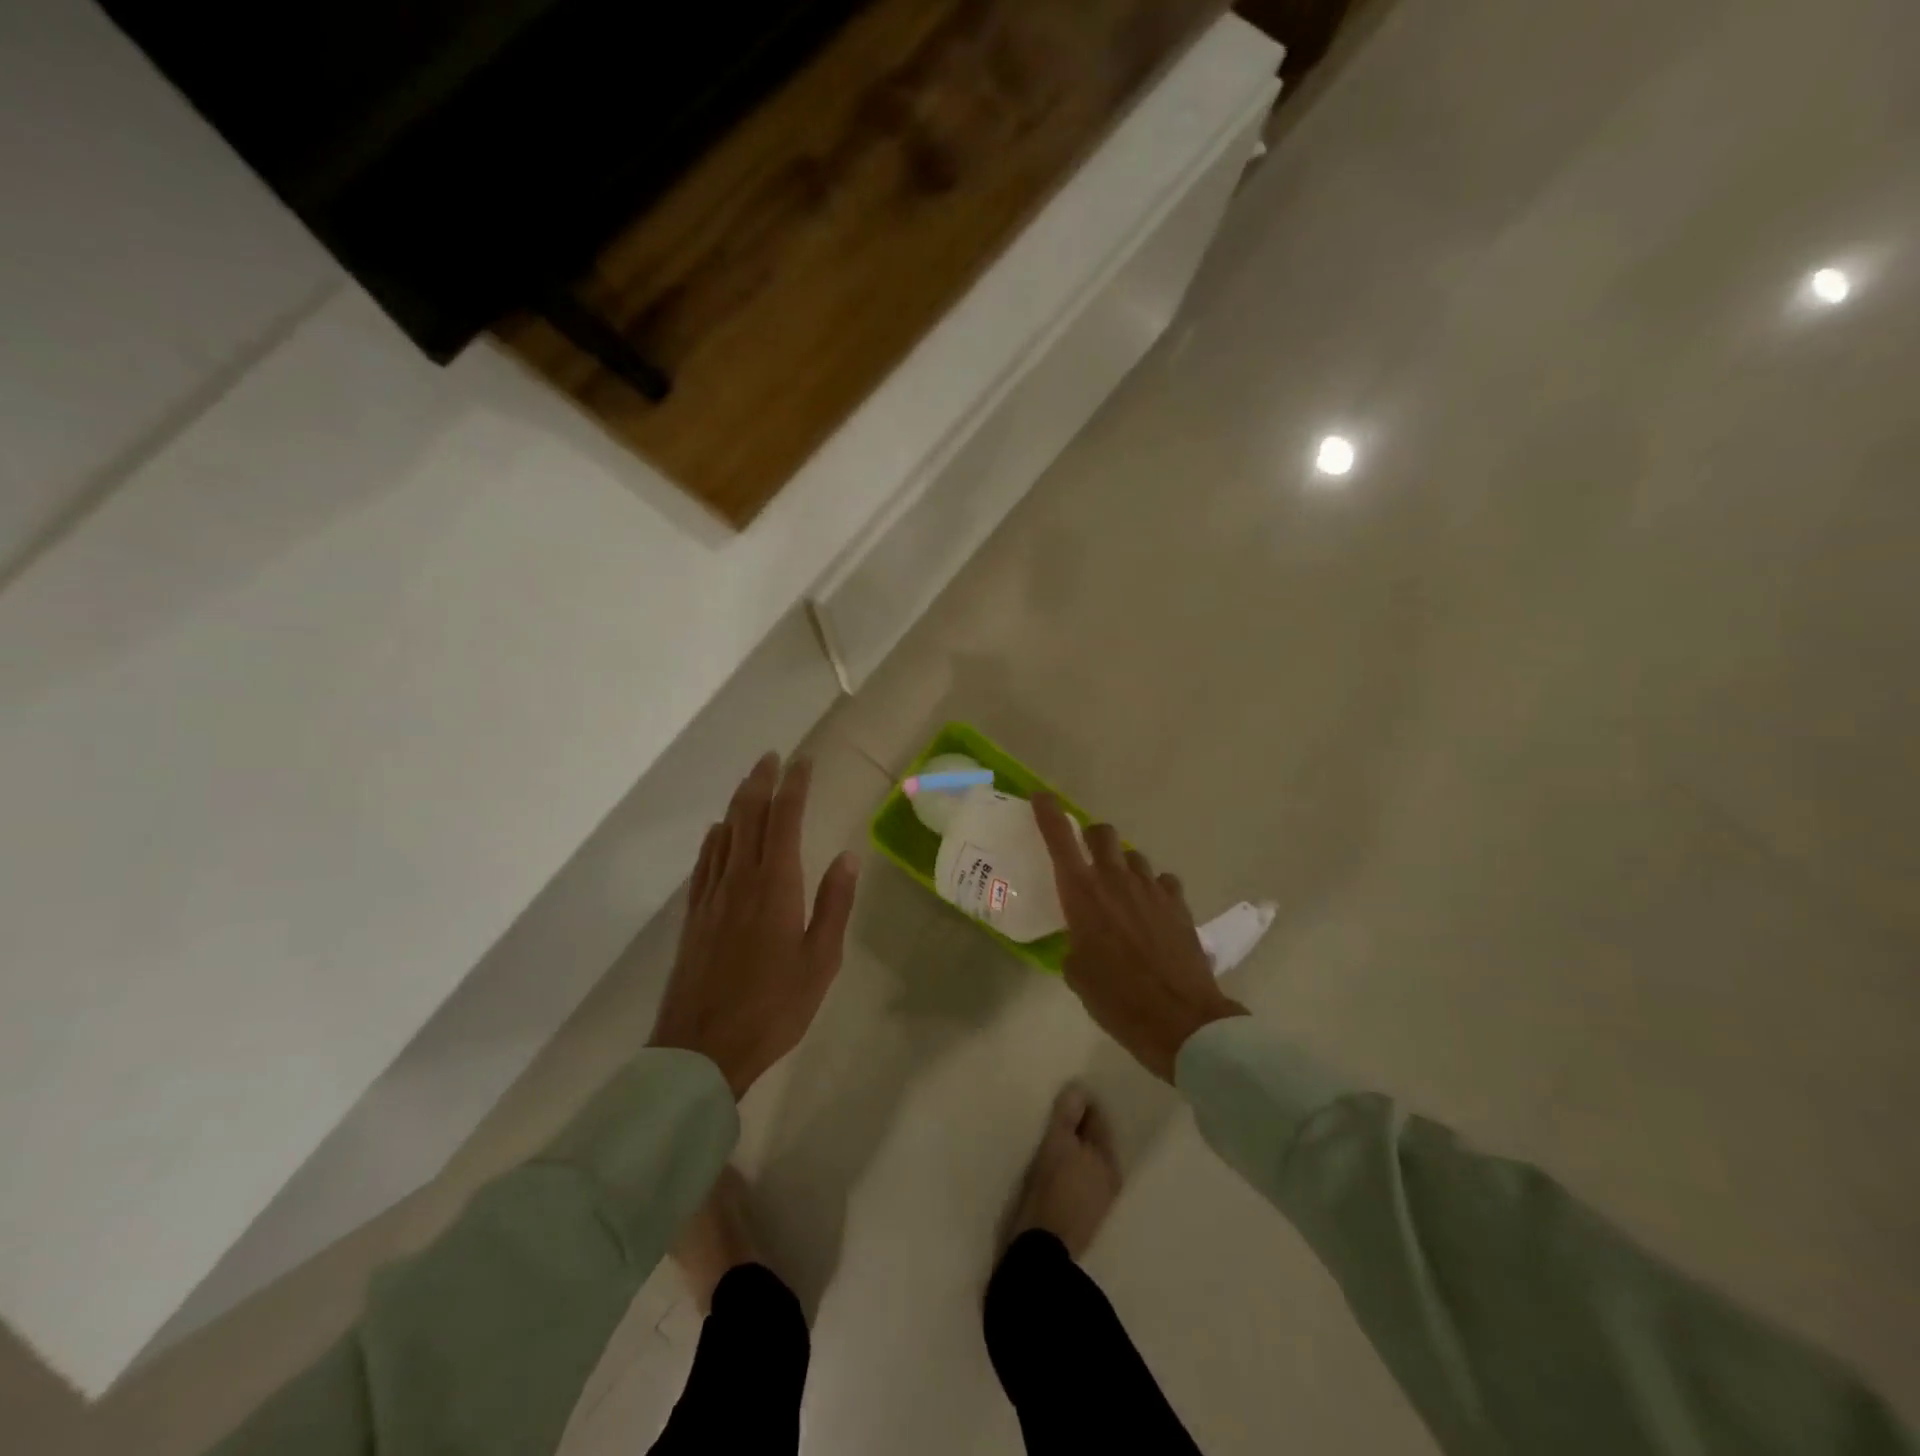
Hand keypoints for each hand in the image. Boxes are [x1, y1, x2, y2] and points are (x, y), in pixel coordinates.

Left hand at [650, 753, 858, 1098]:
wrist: (702, 1048)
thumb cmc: (773, 1007)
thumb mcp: (820, 961)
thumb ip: (834, 905)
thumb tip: (847, 857)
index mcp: (775, 886)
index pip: (784, 820)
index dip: (794, 786)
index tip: (803, 761)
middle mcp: (740, 879)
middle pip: (748, 816)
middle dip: (761, 781)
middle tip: (773, 757)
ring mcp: (711, 896)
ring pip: (724, 834)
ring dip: (738, 802)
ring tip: (751, 782)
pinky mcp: (694, 916)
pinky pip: (704, 863)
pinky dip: (714, 838)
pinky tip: (717, 832)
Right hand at [1033, 793, 1246, 1081]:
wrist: (1179, 1019)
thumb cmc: (1116, 999)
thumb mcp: (1077, 974)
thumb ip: (1074, 945)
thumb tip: (1081, 942)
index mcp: (1082, 894)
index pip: (1059, 838)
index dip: (1048, 812)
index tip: (1041, 797)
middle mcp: (1115, 879)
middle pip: (1102, 833)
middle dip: (1091, 836)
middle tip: (1087, 856)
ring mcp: (1151, 888)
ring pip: (1134, 856)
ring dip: (1123, 865)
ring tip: (1122, 892)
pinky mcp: (1178, 903)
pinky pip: (1162, 881)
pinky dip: (1153, 889)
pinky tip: (1152, 910)